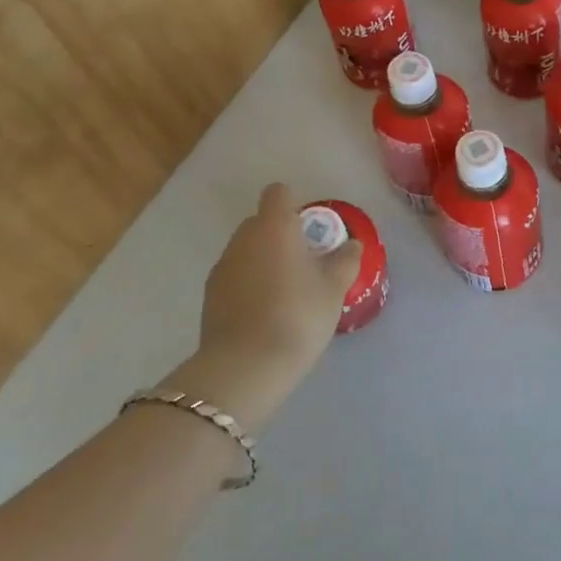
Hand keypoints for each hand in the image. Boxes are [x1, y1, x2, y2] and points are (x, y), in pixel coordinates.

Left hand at [162, 182, 361, 430]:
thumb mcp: (334, 288)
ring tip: (287, 294)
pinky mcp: (210, 296)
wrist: (245, 366)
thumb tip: (350, 245)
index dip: (295, 205)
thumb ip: (345, 260)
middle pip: (262, 222)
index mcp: (274, 226)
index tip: (311, 231)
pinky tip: (266, 314)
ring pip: (248, 251)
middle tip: (306, 265)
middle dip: (282, 236)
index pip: (279, 193)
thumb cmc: (297, 315)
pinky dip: (250, 285)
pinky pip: (236, 277)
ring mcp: (222, 266)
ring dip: (265, 261)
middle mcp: (243, 238)